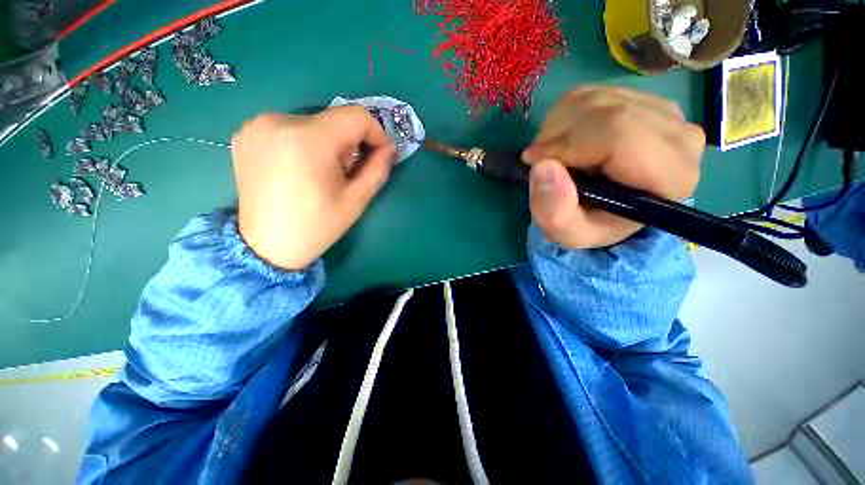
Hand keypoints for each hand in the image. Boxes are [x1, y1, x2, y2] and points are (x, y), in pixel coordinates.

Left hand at [231, 106, 396, 269]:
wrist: (267, 245)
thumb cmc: (317, 226)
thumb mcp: (356, 201)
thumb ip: (378, 169)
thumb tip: (390, 149)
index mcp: (308, 141)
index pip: (356, 116)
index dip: (376, 134)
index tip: (379, 155)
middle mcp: (277, 121)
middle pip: (334, 120)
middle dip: (349, 144)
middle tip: (346, 174)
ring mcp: (257, 125)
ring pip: (313, 123)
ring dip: (327, 144)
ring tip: (320, 173)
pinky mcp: (245, 133)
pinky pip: (290, 127)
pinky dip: (304, 143)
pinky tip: (298, 168)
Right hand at [522, 86, 704, 247]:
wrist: (609, 210)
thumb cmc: (592, 224)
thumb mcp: (568, 234)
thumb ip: (555, 213)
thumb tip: (543, 168)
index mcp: (670, 175)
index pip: (618, 133)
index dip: (566, 144)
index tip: (534, 162)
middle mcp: (678, 135)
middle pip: (606, 110)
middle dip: (557, 134)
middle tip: (540, 160)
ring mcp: (663, 110)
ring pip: (595, 97)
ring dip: (558, 126)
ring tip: (552, 154)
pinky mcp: (642, 99)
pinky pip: (591, 93)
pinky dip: (564, 116)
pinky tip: (564, 140)